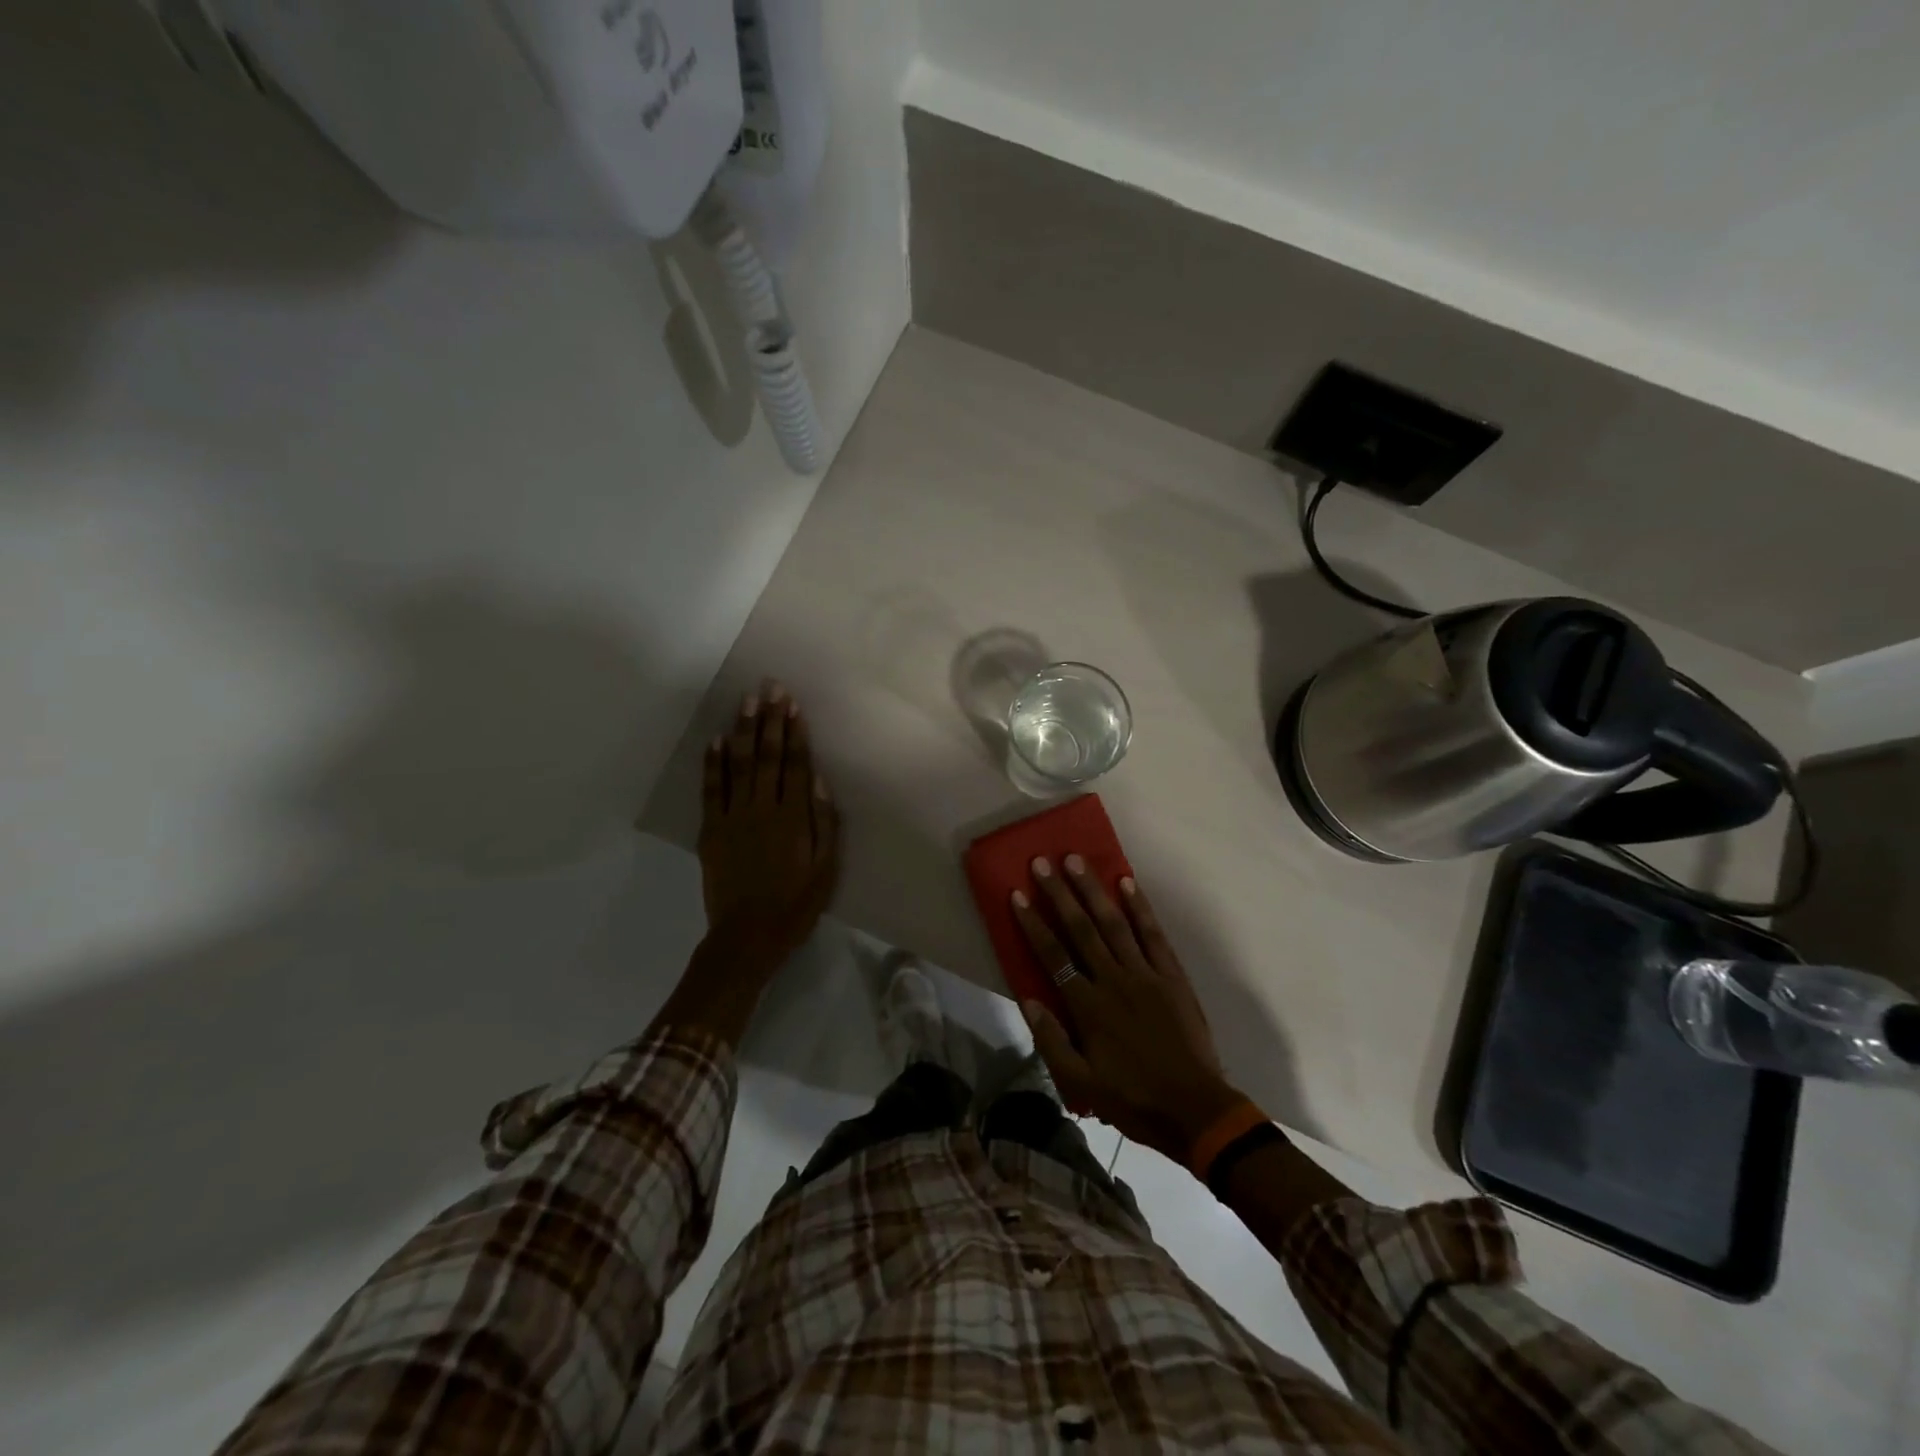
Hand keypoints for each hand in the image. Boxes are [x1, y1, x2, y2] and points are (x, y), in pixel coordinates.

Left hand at [696, 683, 839, 976]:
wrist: (747, 936)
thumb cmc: (795, 904)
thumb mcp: (826, 869)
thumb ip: (825, 823)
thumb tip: (821, 781)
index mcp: (793, 817)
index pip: (796, 765)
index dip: (795, 732)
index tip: (793, 704)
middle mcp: (763, 808)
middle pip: (768, 756)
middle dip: (769, 719)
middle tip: (770, 687)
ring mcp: (733, 817)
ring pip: (739, 765)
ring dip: (743, 731)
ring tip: (746, 701)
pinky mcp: (711, 829)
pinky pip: (711, 790)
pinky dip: (712, 764)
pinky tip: (715, 740)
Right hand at [1011, 856, 1241, 1163]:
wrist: (1195, 1111)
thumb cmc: (1133, 1099)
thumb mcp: (1081, 1082)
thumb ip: (1051, 1040)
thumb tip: (1027, 999)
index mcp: (1088, 1006)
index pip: (1053, 955)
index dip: (1033, 923)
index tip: (1017, 894)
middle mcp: (1113, 980)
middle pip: (1081, 929)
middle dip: (1059, 893)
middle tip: (1042, 862)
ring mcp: (1146, 974)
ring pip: (1114, 923)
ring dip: (1093, 890)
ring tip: (1076, 861)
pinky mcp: (1172, 976)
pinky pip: (1154, 935)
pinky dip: (1140, 908)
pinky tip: (1127, 883)